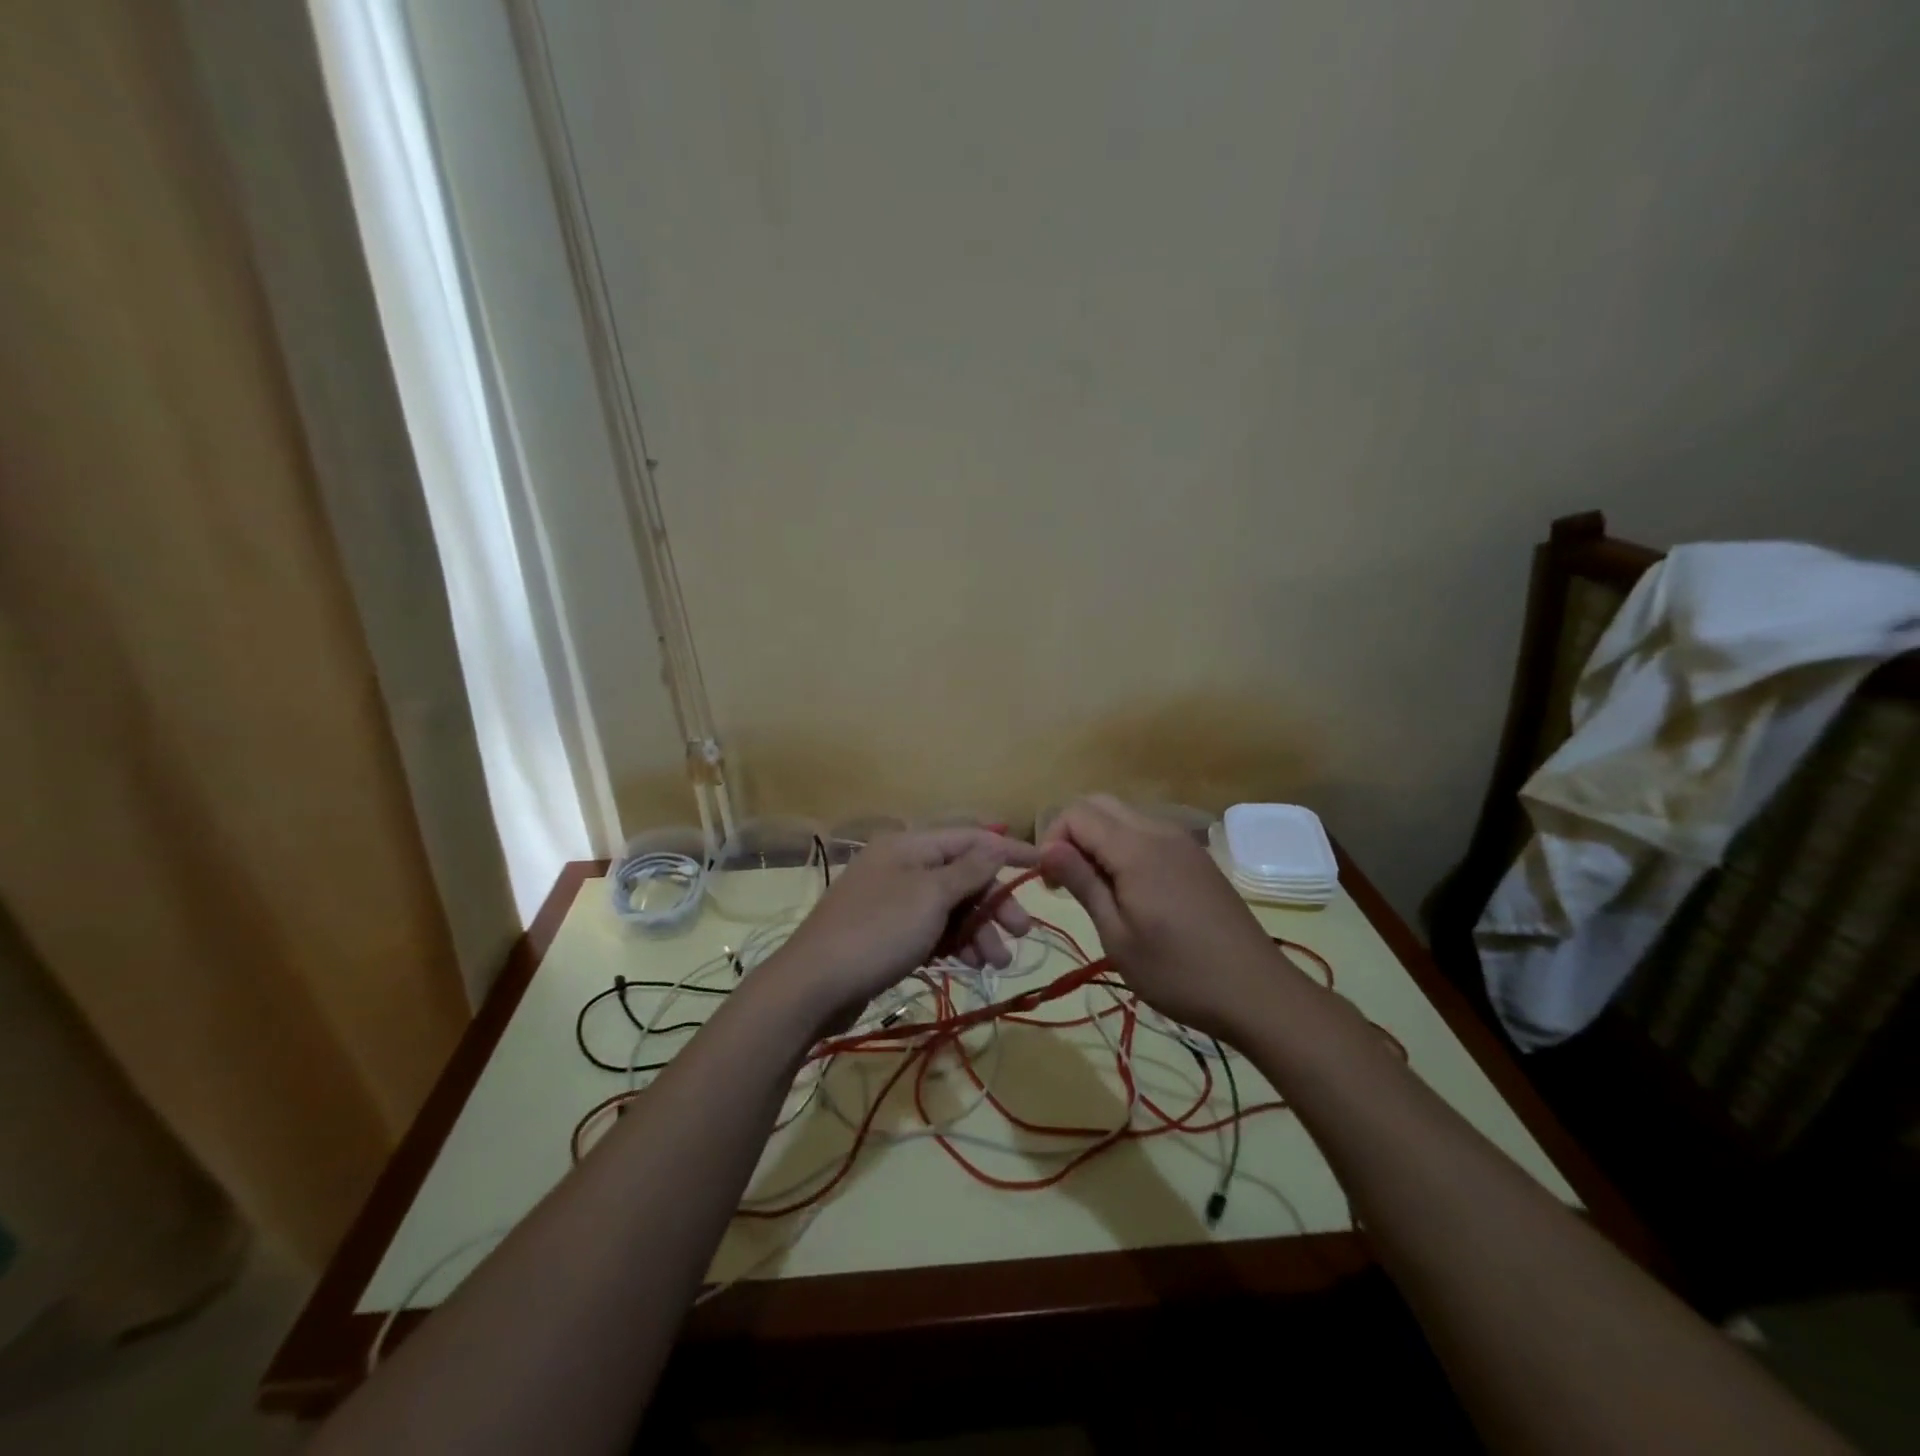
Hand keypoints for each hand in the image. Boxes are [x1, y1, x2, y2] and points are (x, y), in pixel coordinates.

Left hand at [771, 827, 1038, 1029]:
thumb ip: (968, 869)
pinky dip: (954, 943)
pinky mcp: (888, 933)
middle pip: (962, 875)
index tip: (1045, 864)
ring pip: (950, 907)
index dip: (1009, 851)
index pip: (970, 838)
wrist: (813, 986)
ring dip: (978, 930)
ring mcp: (893, 901)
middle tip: (1022, 932)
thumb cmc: (878, 931)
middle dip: (994, 902)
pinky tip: (970, 964)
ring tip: (996, 962)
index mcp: (909, 846)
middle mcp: (902, 866)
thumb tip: (996, 841)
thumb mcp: (930, 897)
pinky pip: (932, 930)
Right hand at [1039, 796, 1290, 1038]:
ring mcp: (1183, 842)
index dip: (1052, 839)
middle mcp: (1160, 831)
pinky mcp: (1196, 857)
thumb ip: (1083, 883)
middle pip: (1100, 804)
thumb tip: (1047, 848)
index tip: (1050, 883)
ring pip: (1124, 815)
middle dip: (1072, 832)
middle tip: (1067, 880)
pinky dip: (1125, 846)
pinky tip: (1130, 889)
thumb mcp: (1117, 936)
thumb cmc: (1178, 972)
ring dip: (1099, 838)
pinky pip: (1148, 832)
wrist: (1257, 992)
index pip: (1077, 813)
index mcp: (1136, 849)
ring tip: (1096, 888)